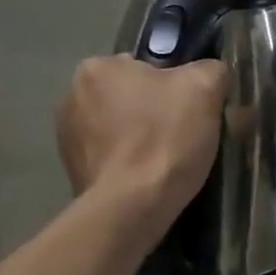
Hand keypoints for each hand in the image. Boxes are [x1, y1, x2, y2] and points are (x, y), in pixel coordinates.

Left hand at [56, 56, 227, 215]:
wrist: (133, 207)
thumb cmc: (165, 138)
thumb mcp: (205, 88)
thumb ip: (210, 69)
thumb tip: (209, 74)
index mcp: (97, 67)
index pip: (144, 67)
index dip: (173, 86)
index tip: (189, 110)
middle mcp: (71, 96)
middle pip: (129, 97)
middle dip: (152, 112)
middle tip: (182, 136)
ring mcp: (66, 137)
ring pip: (118, 129)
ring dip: (137, 139)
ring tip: (165, 162)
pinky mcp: (71, 172)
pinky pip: (109, 159)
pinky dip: (126, 165)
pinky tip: (146, 180)